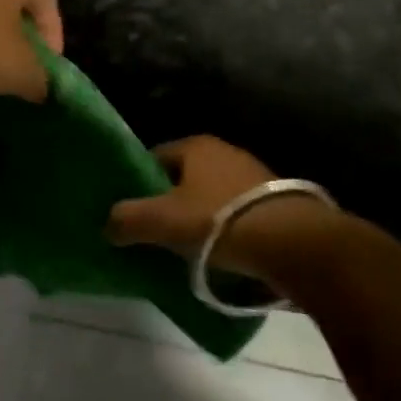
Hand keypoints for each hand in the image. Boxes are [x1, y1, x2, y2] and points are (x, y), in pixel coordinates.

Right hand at [104, 136, 275, 268]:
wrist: (293, 243)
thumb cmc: (220, 221)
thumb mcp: (162, 220)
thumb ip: (127, 219)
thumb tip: (107, 225)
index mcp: (196, 145)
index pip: (153, 158)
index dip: (136, 184)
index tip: (126, 212)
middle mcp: (225, 152)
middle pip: (181, 179)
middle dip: (166, 204)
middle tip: (150, 233)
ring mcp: (253, 176)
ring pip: (208, 198)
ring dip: (195, 220)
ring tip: (181, 249)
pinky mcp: (274, 203)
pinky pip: (234, 215)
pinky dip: (221, 231)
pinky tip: (216, 255)